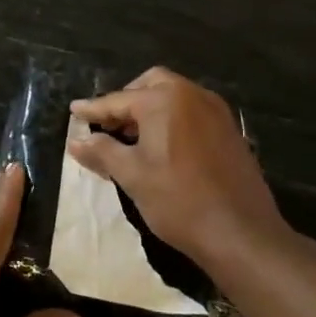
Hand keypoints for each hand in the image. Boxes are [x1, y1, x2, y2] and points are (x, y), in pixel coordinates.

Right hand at [68, 67, 285, 264]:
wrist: (242, 232)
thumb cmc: (179, 200)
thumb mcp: (132, 176)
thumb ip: (102, 151)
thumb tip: (76, 140)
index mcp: (164, 100)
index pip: (118, 100)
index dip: (93, 109)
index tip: (74, 111)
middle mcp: (192, 94)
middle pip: (151, 84)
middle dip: (127, 99)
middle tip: (109, 124)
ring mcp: (216, 111)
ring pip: (175, 96)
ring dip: (151, 108)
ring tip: (133, 138)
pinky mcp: (231, 130)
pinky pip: (193, 112)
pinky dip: (173, 118)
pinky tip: (164, 147)